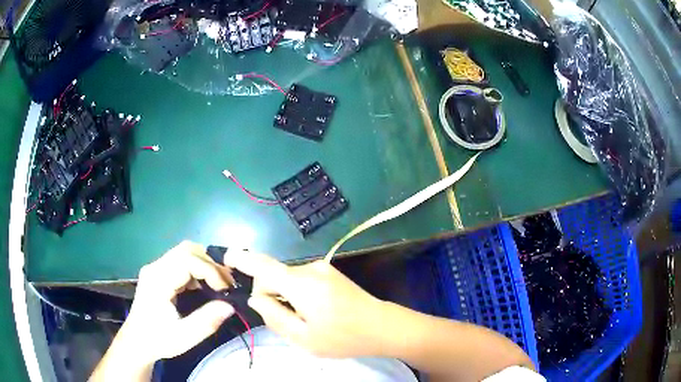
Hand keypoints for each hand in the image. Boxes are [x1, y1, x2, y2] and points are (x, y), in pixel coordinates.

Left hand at [92, 241, 235, 381]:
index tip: (225, 289)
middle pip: (187, 249)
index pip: (187, 260)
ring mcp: (156, 268)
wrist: (137, 342)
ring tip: (219, 283)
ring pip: (185, 252)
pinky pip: (182, 261)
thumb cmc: (158, 340)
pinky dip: (198, 268)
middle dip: (210, 263)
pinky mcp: (159, 272)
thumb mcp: (184, 337)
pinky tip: (206, 285)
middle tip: (226, 283)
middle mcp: (155, 268)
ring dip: (205, 264)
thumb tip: (230, 305)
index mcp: (158, 281)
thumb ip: (206, 321)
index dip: (210, 270)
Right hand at [223, 251, 387, 357]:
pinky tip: (313, 312)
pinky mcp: (329, 272)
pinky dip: (297, 294)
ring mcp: (322, 268)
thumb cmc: (343, 337)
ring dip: (285, 297)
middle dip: (269, 295)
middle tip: (284, 322)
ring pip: (287, 279)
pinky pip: (301, 280)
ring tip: (304, 320)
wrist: (382, 326)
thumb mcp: (303, 337)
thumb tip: (255, 299)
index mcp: (301, 283)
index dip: (242, 260)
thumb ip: (273, 316)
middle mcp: (310, 268)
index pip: (263, 266)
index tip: (225, 256)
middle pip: (274, 275)